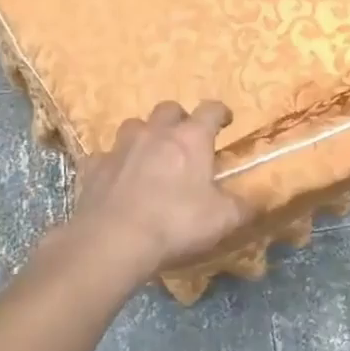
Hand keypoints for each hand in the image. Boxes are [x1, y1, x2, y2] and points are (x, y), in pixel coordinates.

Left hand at [54, 101, 249, 282]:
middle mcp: (155, 133)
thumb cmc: (175, 224)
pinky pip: (105, 156)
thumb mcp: (223, 220)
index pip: (211, 110)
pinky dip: (114, 163)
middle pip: (168, 109)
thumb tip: (255, 200)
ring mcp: (120, 147)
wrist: (113, 241)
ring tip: (150, 155)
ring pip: (134, 126)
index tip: (225, 120)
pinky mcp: (94, 167)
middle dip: (179, 119)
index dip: (220, 112)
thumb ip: (242, 206)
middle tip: (185, 139)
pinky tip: (117, 179)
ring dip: (144, 135)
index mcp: (191, 139)